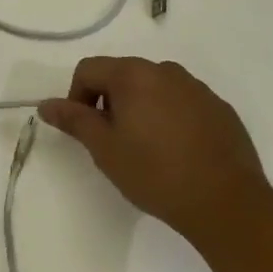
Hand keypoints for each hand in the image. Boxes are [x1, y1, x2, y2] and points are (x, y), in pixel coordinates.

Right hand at [39, 58, 267, 234]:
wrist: (226, 201)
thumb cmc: (155, 173)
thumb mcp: (105, 149)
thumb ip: (74, 120)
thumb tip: (46, 104)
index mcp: (134, 74)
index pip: (89, 69)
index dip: (77, 97)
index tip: (86, 131)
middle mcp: (165, 70)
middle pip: (122, 75)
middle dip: (109, 102)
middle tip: (113, 143)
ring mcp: (196, 87)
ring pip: (154, 88)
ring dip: (141, 108)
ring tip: (146, 149)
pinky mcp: (219, 107)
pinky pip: (182, 102)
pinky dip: (170, 117)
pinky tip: (177, 152)